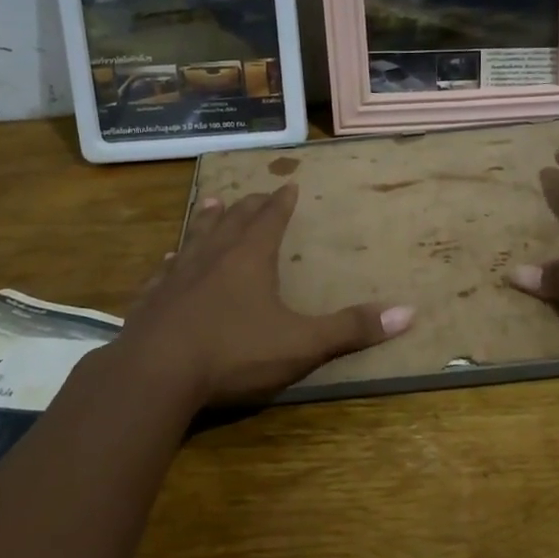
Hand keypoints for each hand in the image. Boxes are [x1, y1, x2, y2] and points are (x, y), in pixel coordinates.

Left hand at [112, 183, 413, 407]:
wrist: (155, 374)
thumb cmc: (234, 352)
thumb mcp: (301, 343)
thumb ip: (350, 328)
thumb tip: (408, 312)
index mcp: (250, 258)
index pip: (270, 219)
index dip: (282, 202)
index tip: (288, 184)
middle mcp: (213, 256)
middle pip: (233, 221)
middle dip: (248, 206)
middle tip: (255, 193)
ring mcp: (177, 276)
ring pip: (196, 237)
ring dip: (208, 220)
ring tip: (213, 203)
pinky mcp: (150, 300)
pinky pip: (163, 272)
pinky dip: (172, 261)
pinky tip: (168, 261)